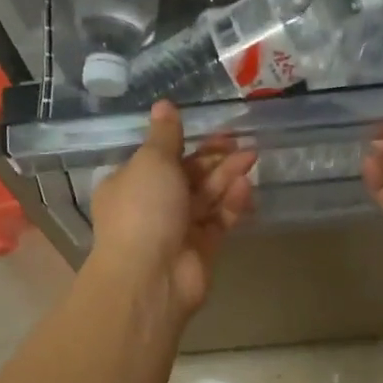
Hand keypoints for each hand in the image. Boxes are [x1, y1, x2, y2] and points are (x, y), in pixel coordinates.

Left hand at [88, 101, 256, 318]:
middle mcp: (152, 205)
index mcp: (130, 183)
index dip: (186, 142)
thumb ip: (164, 135)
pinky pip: (219, 220)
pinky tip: (246, 188)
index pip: (160, 158)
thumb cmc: (143, 210)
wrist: (151, 277)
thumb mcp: (151, 162)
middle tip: (241, 142)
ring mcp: (178, 229)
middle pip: (188, 176)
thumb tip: (164, 105)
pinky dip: (231, 204)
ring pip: (206, 197)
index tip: (213, 128)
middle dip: (214, 158)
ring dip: (227, 176)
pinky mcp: (202, 249)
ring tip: (252, 157)